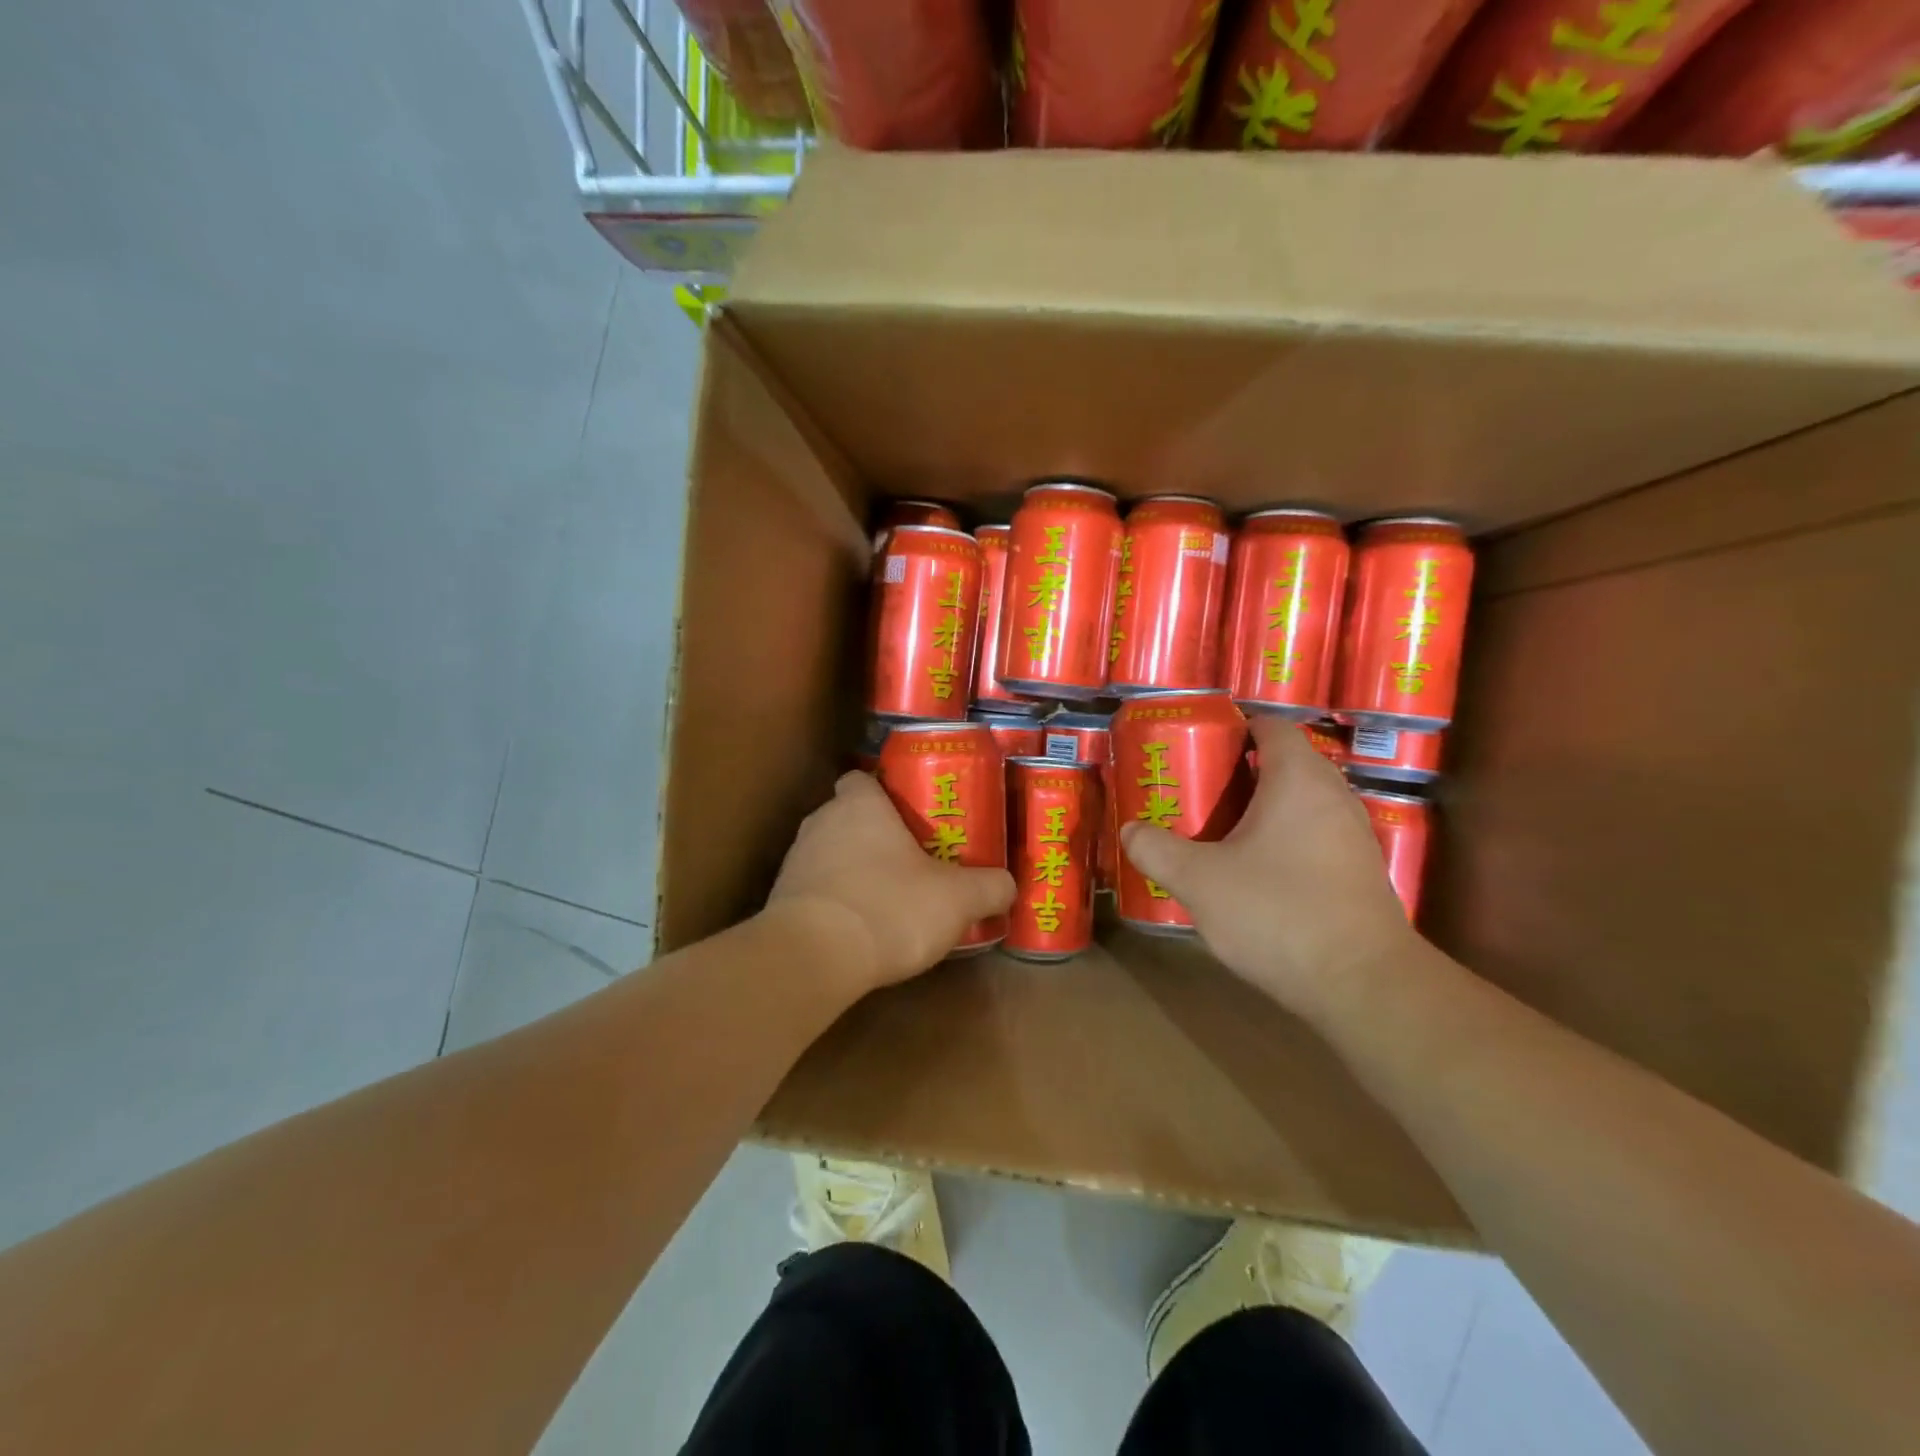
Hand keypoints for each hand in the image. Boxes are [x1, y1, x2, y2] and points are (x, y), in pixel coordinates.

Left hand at [769, 771, 1015, 995]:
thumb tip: (1008, 885)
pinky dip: (836, 900)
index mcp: (860, 806)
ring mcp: (797, 861)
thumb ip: (989, 887)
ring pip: (830, 852)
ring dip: (854, 868)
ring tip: (888, 895)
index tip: (909, 813)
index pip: (862, 779)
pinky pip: (816, 889)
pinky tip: (861, 926)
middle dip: (875, 833)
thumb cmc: (889, 907)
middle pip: (848, 816)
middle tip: (911, 857)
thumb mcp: (957, 899)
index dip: (883, 791)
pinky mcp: (782, 900)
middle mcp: (821, 823)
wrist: (814, 958)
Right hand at [1120, 715, 1416, 1020]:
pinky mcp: (1361, 872)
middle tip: (1198, 789)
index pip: (1272, 726)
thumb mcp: (1200, 881)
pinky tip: (1256, 872)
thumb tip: (1129, 830)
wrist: (1363, 984)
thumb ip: (1157, 850)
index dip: (1235, 728)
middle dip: (1241, 771)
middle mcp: (1334, 796)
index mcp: (1298, 780)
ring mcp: (1354, 835)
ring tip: (1220, 831)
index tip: (1198, 746)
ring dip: (1263, 808)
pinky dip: (1285, 839)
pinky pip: (1316, 835)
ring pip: (1302, 802)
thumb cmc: (1277, 913)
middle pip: (1287, 763)